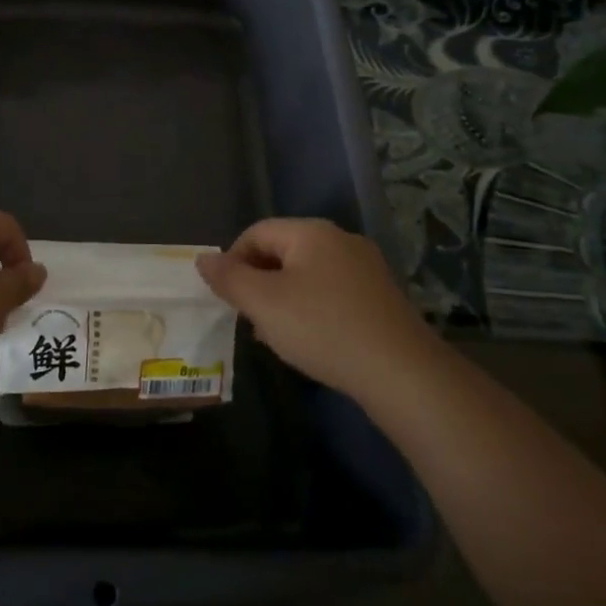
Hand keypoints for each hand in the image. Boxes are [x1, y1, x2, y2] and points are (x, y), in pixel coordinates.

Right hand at [195, 218, 428, 396]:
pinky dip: (311, 309)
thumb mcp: (264, 304)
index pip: (256, 232)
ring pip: (306, 274)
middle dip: (258, 282)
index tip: (226, 297)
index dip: (232, 260)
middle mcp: (341, 240)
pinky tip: (309, 341)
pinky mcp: (380, 297)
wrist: (402, 373)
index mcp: (312, 232)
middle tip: (247, 318)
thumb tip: (203, 259)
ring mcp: (365, 268)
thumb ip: (229, 278)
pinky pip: (331, 292)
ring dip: (282, 298)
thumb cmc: (322, 328)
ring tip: (274, 335)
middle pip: (282, 251)